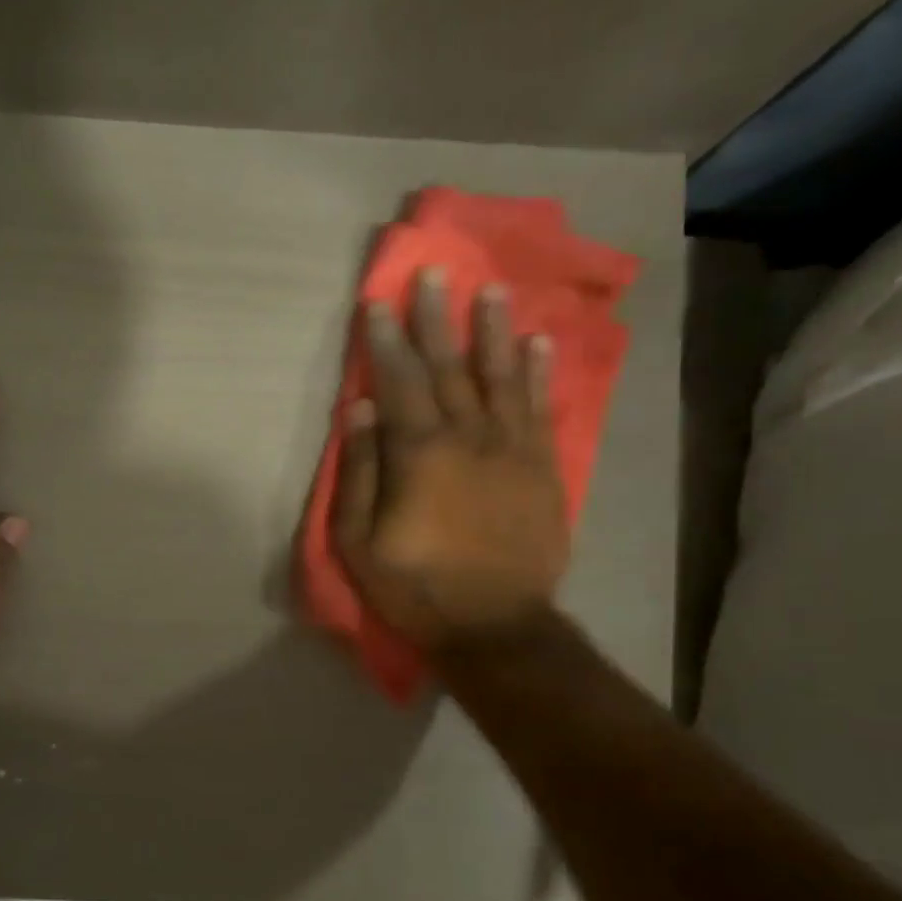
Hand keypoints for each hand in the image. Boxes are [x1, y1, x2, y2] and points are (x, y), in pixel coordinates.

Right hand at [333, 269, 569, 652]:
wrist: (495, 626)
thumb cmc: (415, 588)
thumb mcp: (359, 542)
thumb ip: (360, 472)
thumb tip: (359, 409)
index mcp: (419, 454)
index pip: (399, 383)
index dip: (386, 341)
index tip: (379, 303)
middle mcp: (468, 437)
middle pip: (449, 368)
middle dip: (437, 320)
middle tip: (435, 274)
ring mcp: (512, 450)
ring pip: (500, 377)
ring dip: (492, 332)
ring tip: (490, 291)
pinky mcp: (542, 468)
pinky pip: (541, 409)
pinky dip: (539, 373)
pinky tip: (538, 342)